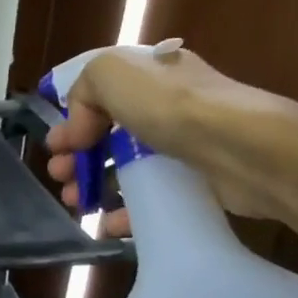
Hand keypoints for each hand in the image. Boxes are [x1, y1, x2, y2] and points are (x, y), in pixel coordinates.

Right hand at [43, 44, 292, 218]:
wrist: (242, 148)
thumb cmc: (171, 104)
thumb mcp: (110, 72)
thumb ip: (83, 89)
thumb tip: (80, 128)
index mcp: (149, 76)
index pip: (100, 97)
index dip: (72, 121)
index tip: (56, 148)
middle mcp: (167, 107)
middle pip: (108, 135)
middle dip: (77, 157)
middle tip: (59, 177)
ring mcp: (184, 147)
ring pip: (125, 169)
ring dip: (93, 186)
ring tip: (76, 203)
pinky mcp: (196, 184)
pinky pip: (151, 199)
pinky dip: (125, 213)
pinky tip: (107, 224)